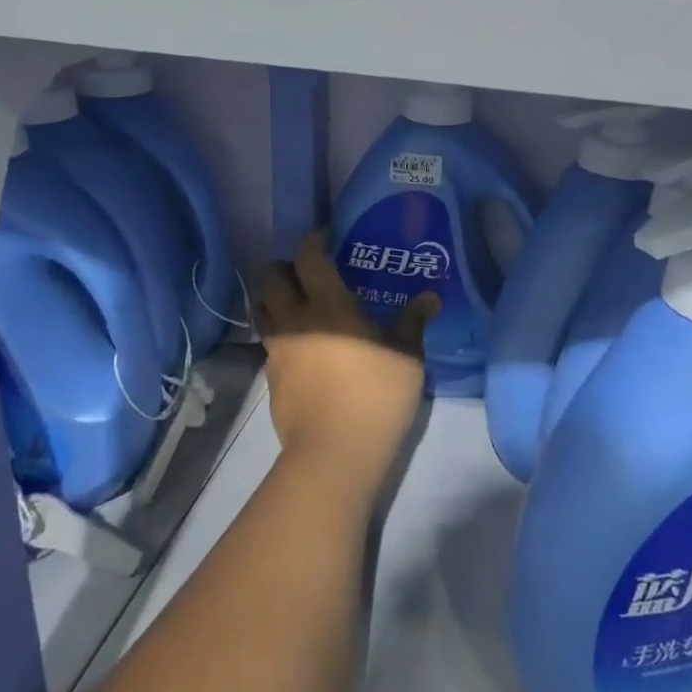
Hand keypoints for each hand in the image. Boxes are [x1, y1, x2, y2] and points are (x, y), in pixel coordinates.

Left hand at [255, 231, 438, 503]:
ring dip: (274, 298)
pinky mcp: (271, 377)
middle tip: (307, 272)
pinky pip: (269, 341)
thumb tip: (430, 297)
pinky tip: (303, 347)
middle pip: (269, 277)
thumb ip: (413, 322)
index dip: (314, 241)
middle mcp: (295, 319)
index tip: (328, 238)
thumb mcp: (406, 357)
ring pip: (261, 308)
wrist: (334, 453)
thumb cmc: (376, 396)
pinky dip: (280, 333)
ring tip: (298, 305)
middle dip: (283, 266)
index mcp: (328, 305)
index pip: (308, 257)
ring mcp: (278, 349)